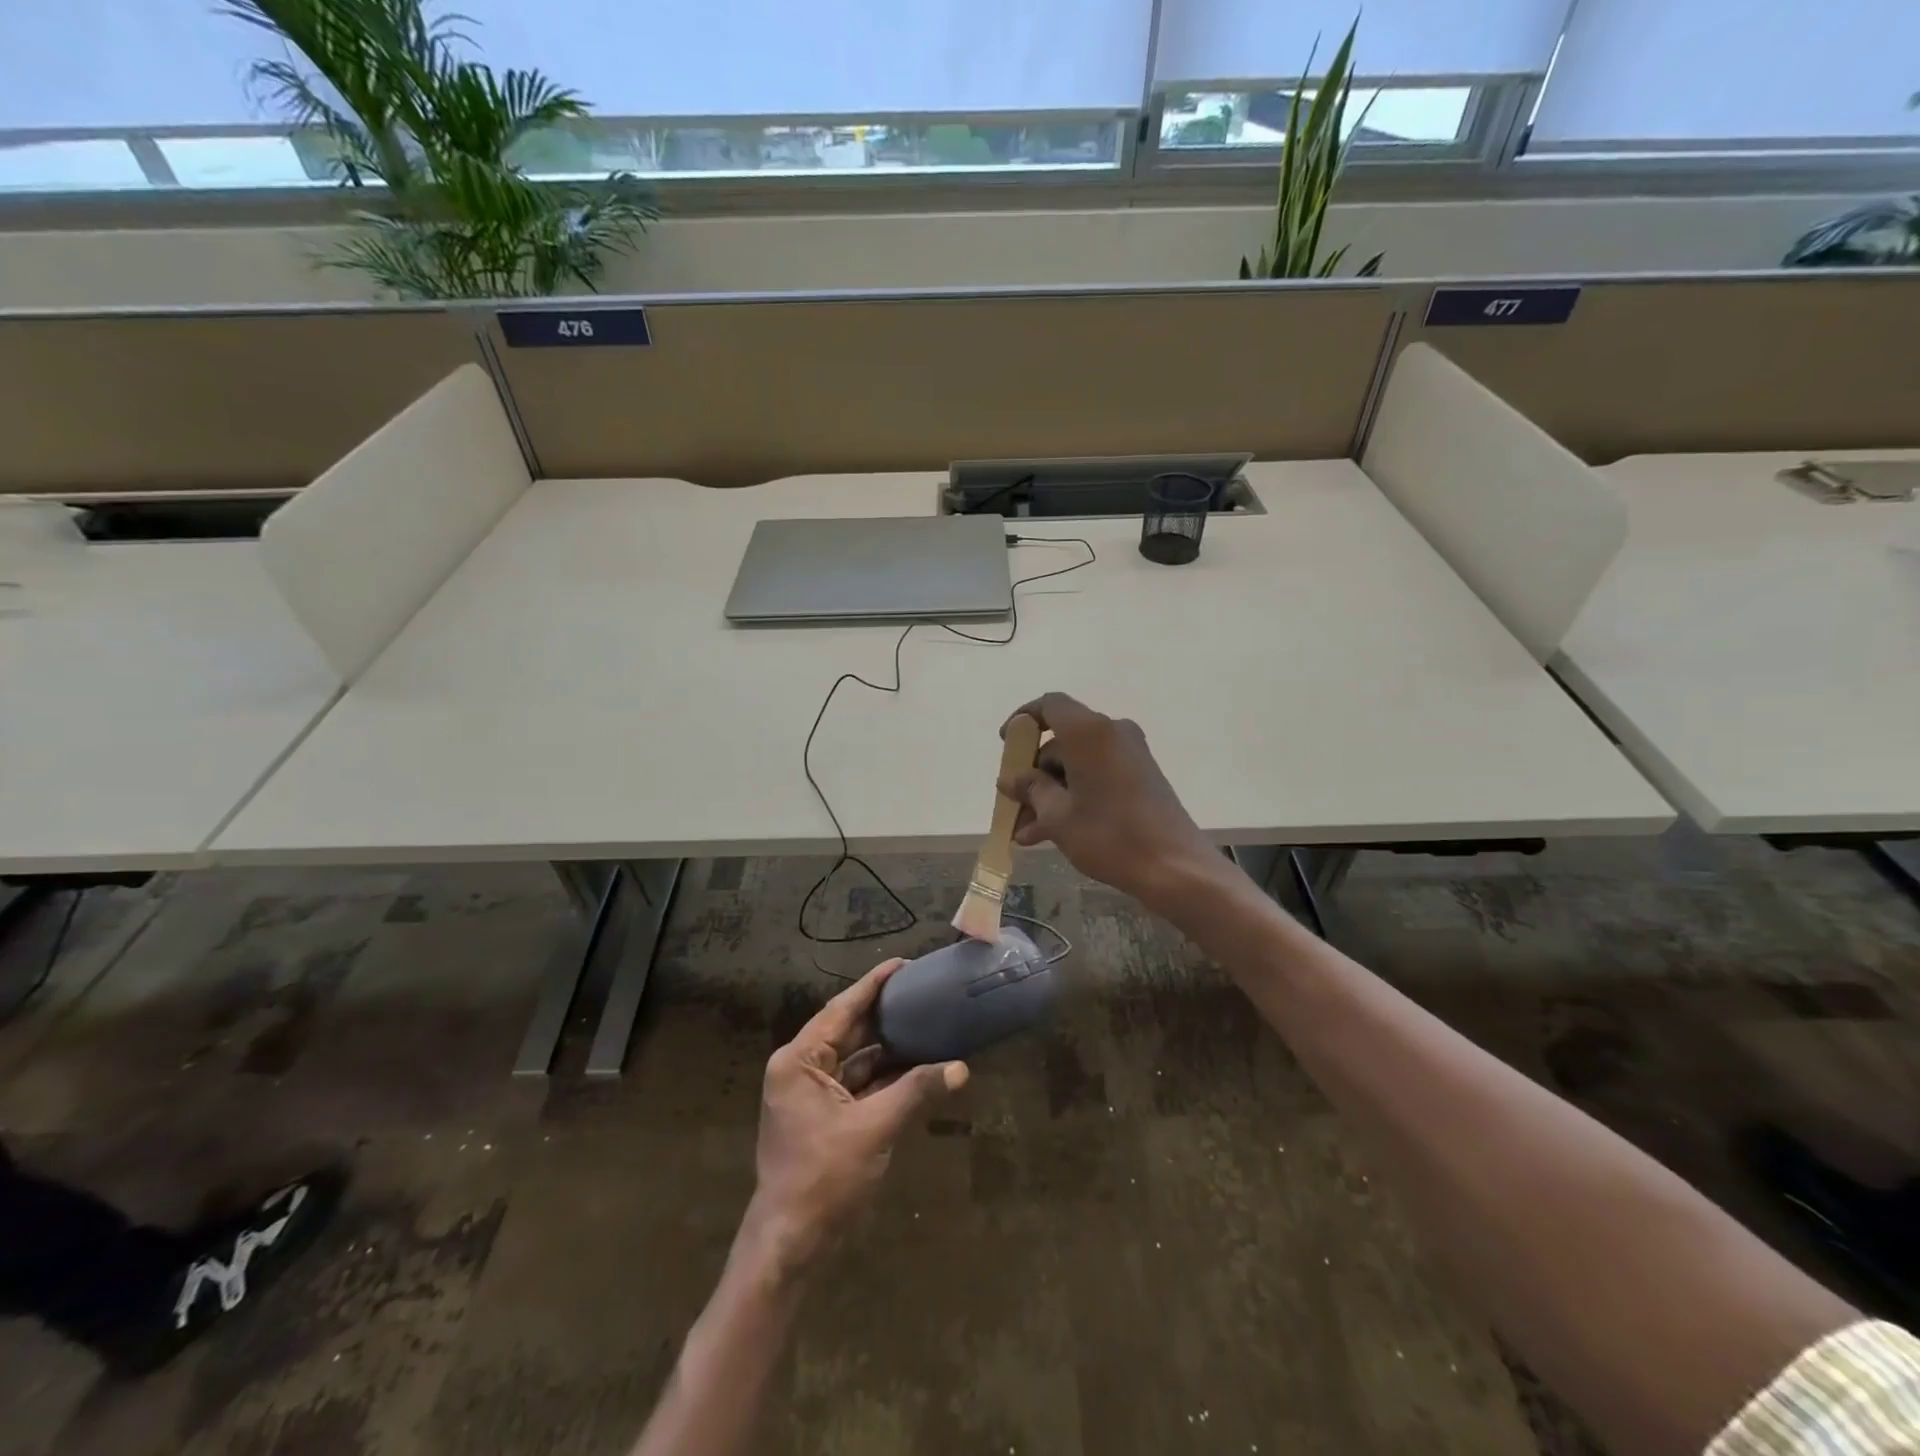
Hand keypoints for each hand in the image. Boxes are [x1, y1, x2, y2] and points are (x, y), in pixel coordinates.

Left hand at [745, 959, 967, 1272]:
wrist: (790, 1245)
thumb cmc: (824, 1178)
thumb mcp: (874, 1128)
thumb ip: (916, 1092)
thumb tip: (960, 1068)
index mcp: (799, 1061)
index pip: (841, 1010)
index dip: (873, 985)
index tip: (902, 964)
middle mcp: (801, 1069)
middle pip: (848, 1031)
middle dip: (884, 1014)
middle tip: (921, 991)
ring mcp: (811, 1095)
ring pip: (855, 1059)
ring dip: (888, 1048)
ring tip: (925, 1022)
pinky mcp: (823, 1117)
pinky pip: (857, 1084)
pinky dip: (884, 1077)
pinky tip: (916, 1066)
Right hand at [996, 692, 1221, 914]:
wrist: (1175, 868)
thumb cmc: (1110, 835)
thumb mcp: (1058, 816)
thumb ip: (1031, 789)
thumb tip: (1011, 779)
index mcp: (1089, 732)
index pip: (1050, 705)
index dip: (1023, 720)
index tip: (1006, 746)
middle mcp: (1111, 733)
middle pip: (1061, 741)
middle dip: (1033, 774)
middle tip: (1013, 806)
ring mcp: (1129, 755)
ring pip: (1076, 764)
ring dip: (1049, 793)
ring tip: (1026, 833)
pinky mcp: (1140, 776)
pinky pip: (1096, 776)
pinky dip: (1073, 797)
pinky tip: (1050, 833)